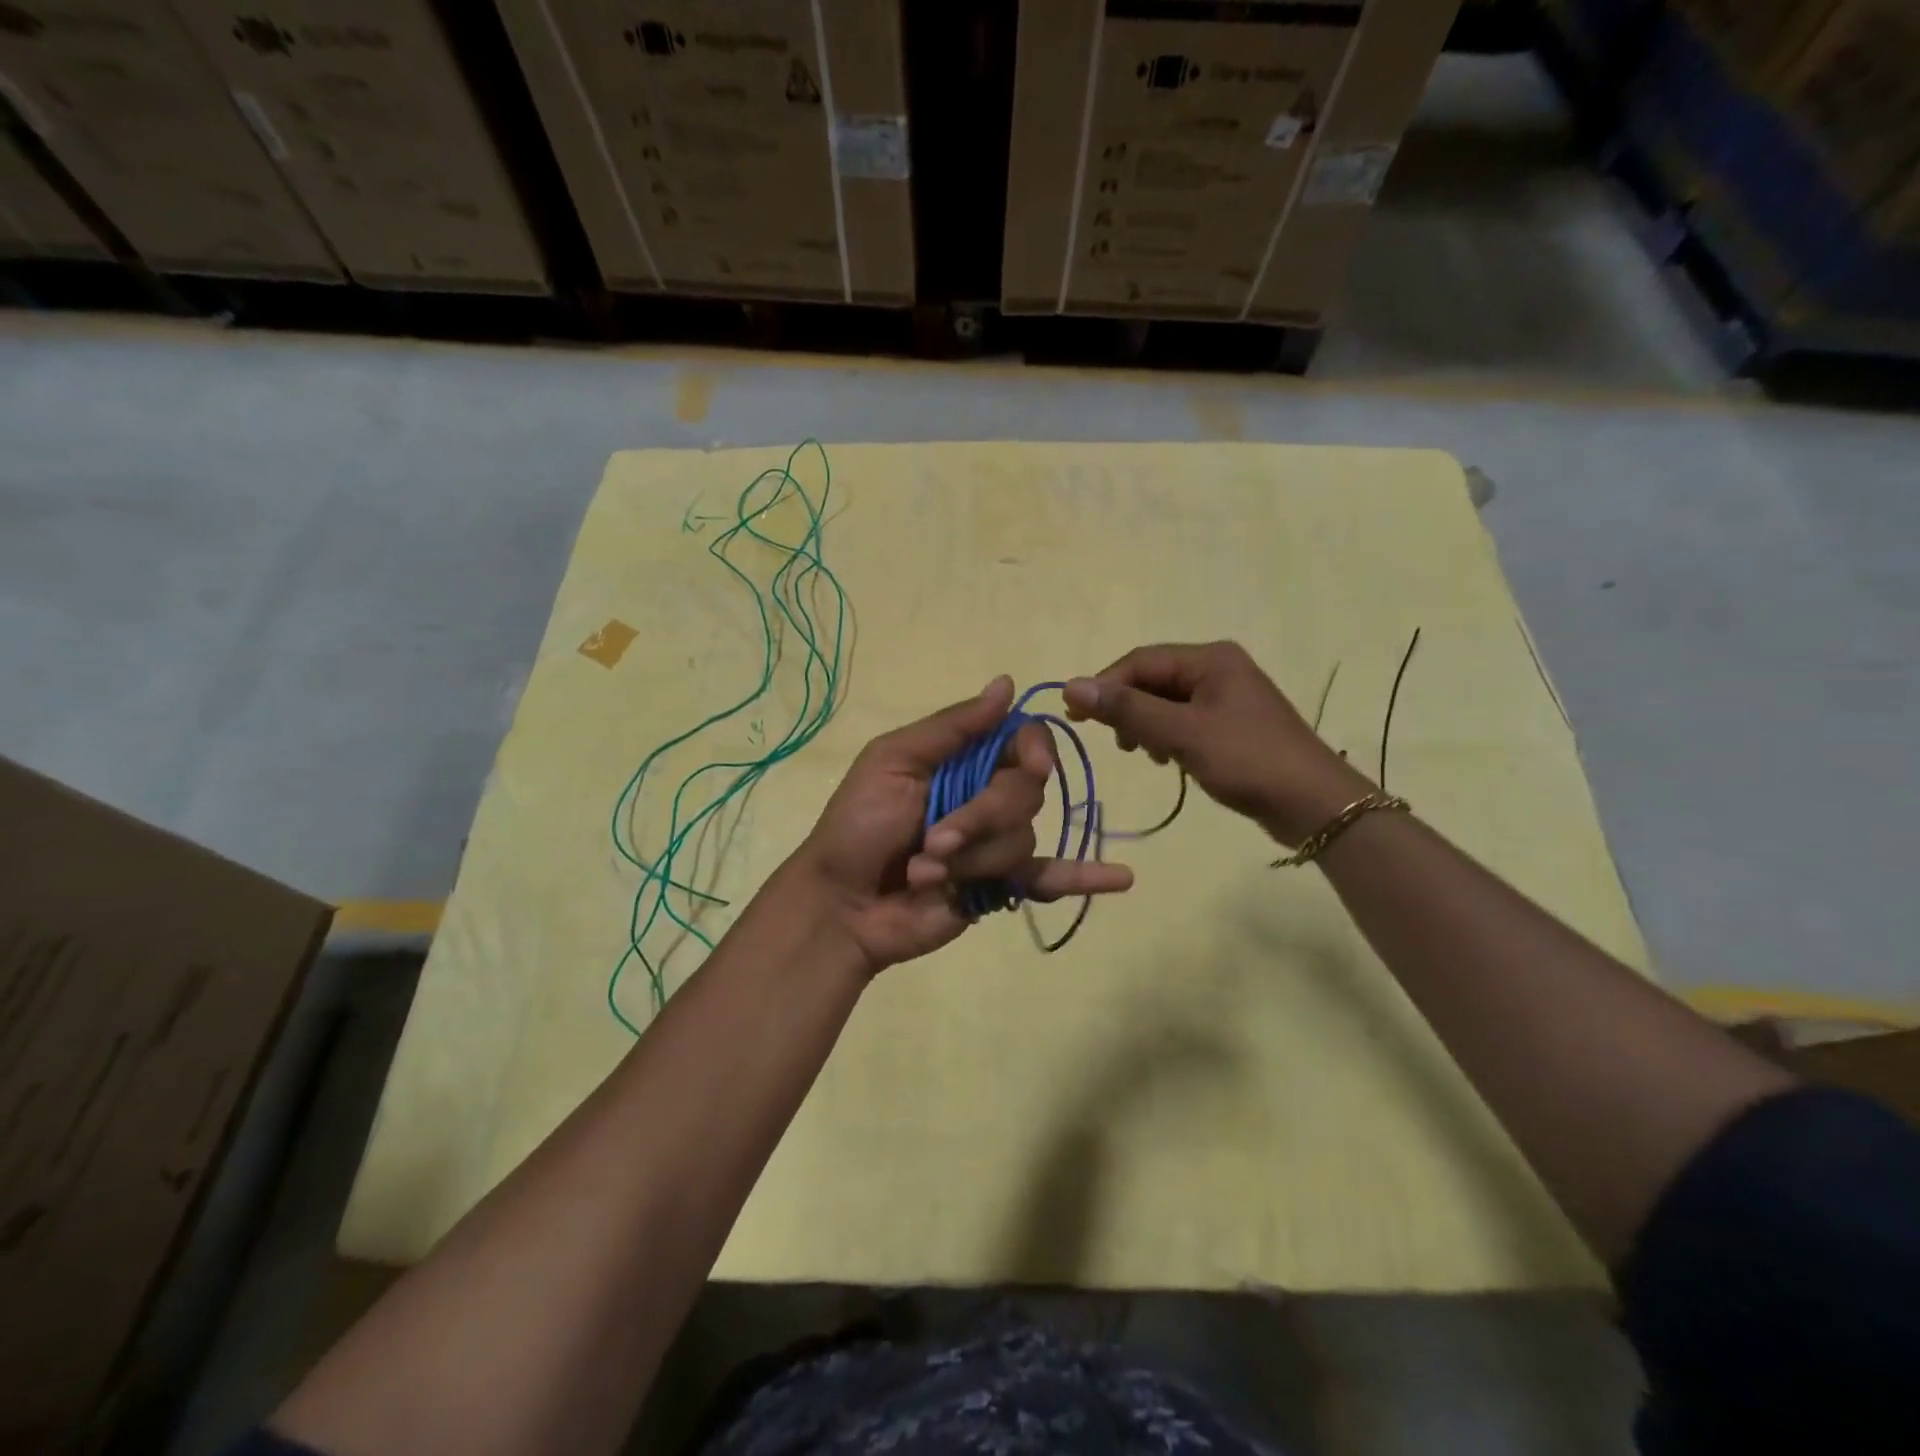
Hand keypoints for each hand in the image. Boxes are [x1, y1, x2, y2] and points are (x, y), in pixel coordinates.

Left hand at [790, 677, 1133, 974]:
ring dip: (972, 859)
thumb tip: (1007, 683)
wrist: (841, 904)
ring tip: (926, 874)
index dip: (1032, 751)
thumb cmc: (857, 826)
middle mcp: (987, 795)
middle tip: (931, 841)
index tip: (1030, 765)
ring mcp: (996, 843)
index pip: (1022, 742)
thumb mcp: (892, 761)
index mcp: (963, 759)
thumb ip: (953, 727)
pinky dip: (1084, 878)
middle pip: (1026, 792)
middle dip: (980, 818)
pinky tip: (1122, 879)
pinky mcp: (1002, 887)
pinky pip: (1050, 879)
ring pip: (1023, 838)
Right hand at [1064, 642, 1370, 846]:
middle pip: (1153, 680)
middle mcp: (1218, 668)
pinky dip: (1168, 737)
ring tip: (1146, 755)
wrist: (1314, 804)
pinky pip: (1185, 721)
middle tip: (1118, 743)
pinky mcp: (1231, 724)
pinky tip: (1169, 761)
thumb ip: (1127, 709)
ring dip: (1147, 725)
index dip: (1105, 685)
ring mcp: (1227, 696)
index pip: (1141, 661)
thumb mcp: (1182, 733)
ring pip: (1167, 702)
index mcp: (1210, 659)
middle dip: (1129, 708)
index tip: (1076, 716)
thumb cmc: (1247, 760)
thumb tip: (1071, 686)